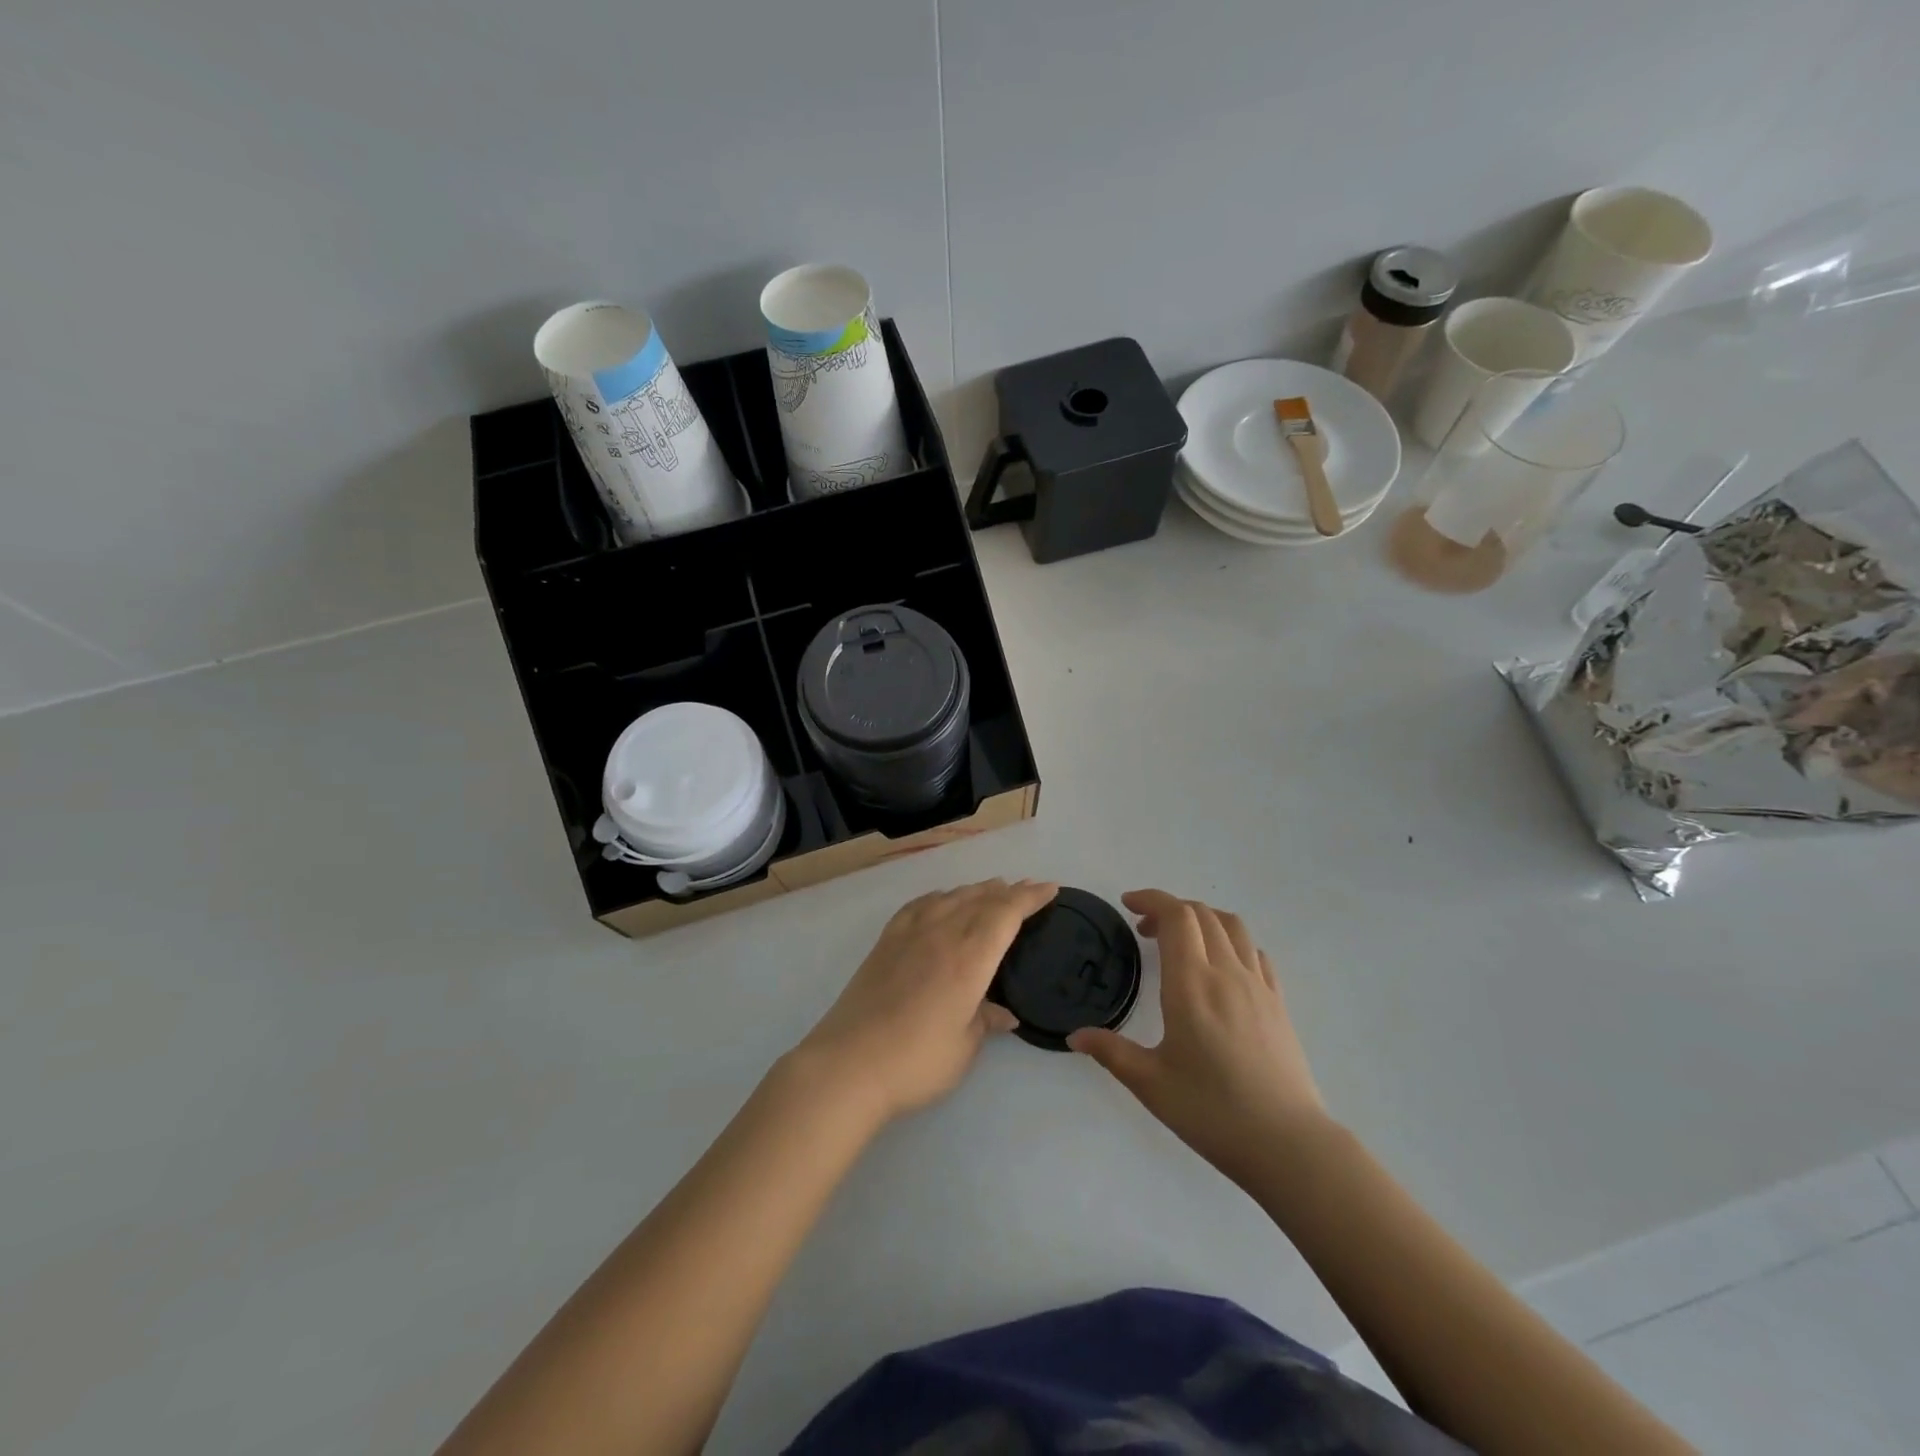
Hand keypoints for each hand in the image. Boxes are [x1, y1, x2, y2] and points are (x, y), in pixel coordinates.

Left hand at [794, 879, 1057, 1123]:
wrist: (849, 1064)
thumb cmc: (917, 1061)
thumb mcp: (964, 1047)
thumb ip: (986, 1021)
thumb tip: (1005, 1013)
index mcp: (969, 957)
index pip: (1007, 913)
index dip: (1030, 898)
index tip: (1050, 888)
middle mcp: (942, 934)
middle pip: (980, 899)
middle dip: (1008, 891)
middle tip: (1028, 888)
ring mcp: (910, 934)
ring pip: (951, 897)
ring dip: (976, 890)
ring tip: (992, 889)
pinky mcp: (885, 942)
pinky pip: (919, 905)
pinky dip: (939, 897)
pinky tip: (941, 900)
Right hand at [1069, 889, 1325, 1188]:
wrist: (1287, 1144)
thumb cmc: (1211, 1111)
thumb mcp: (1150, 1084)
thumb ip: (1111, 1052)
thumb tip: (1075, 1036)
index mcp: (1192, 983)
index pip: (1176, 916)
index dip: (1151, 899)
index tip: (1128, 904)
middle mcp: (1227, 972)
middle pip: (1202, 914)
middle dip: (1170, 909)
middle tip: (1144, 931)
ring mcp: (1258, 985)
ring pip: (1232, 926)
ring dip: (1203, 919)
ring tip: (1182, 941)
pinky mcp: (1277, 1003)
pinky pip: (1255, 952)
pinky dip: (1231, 941)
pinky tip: (1220, 967)